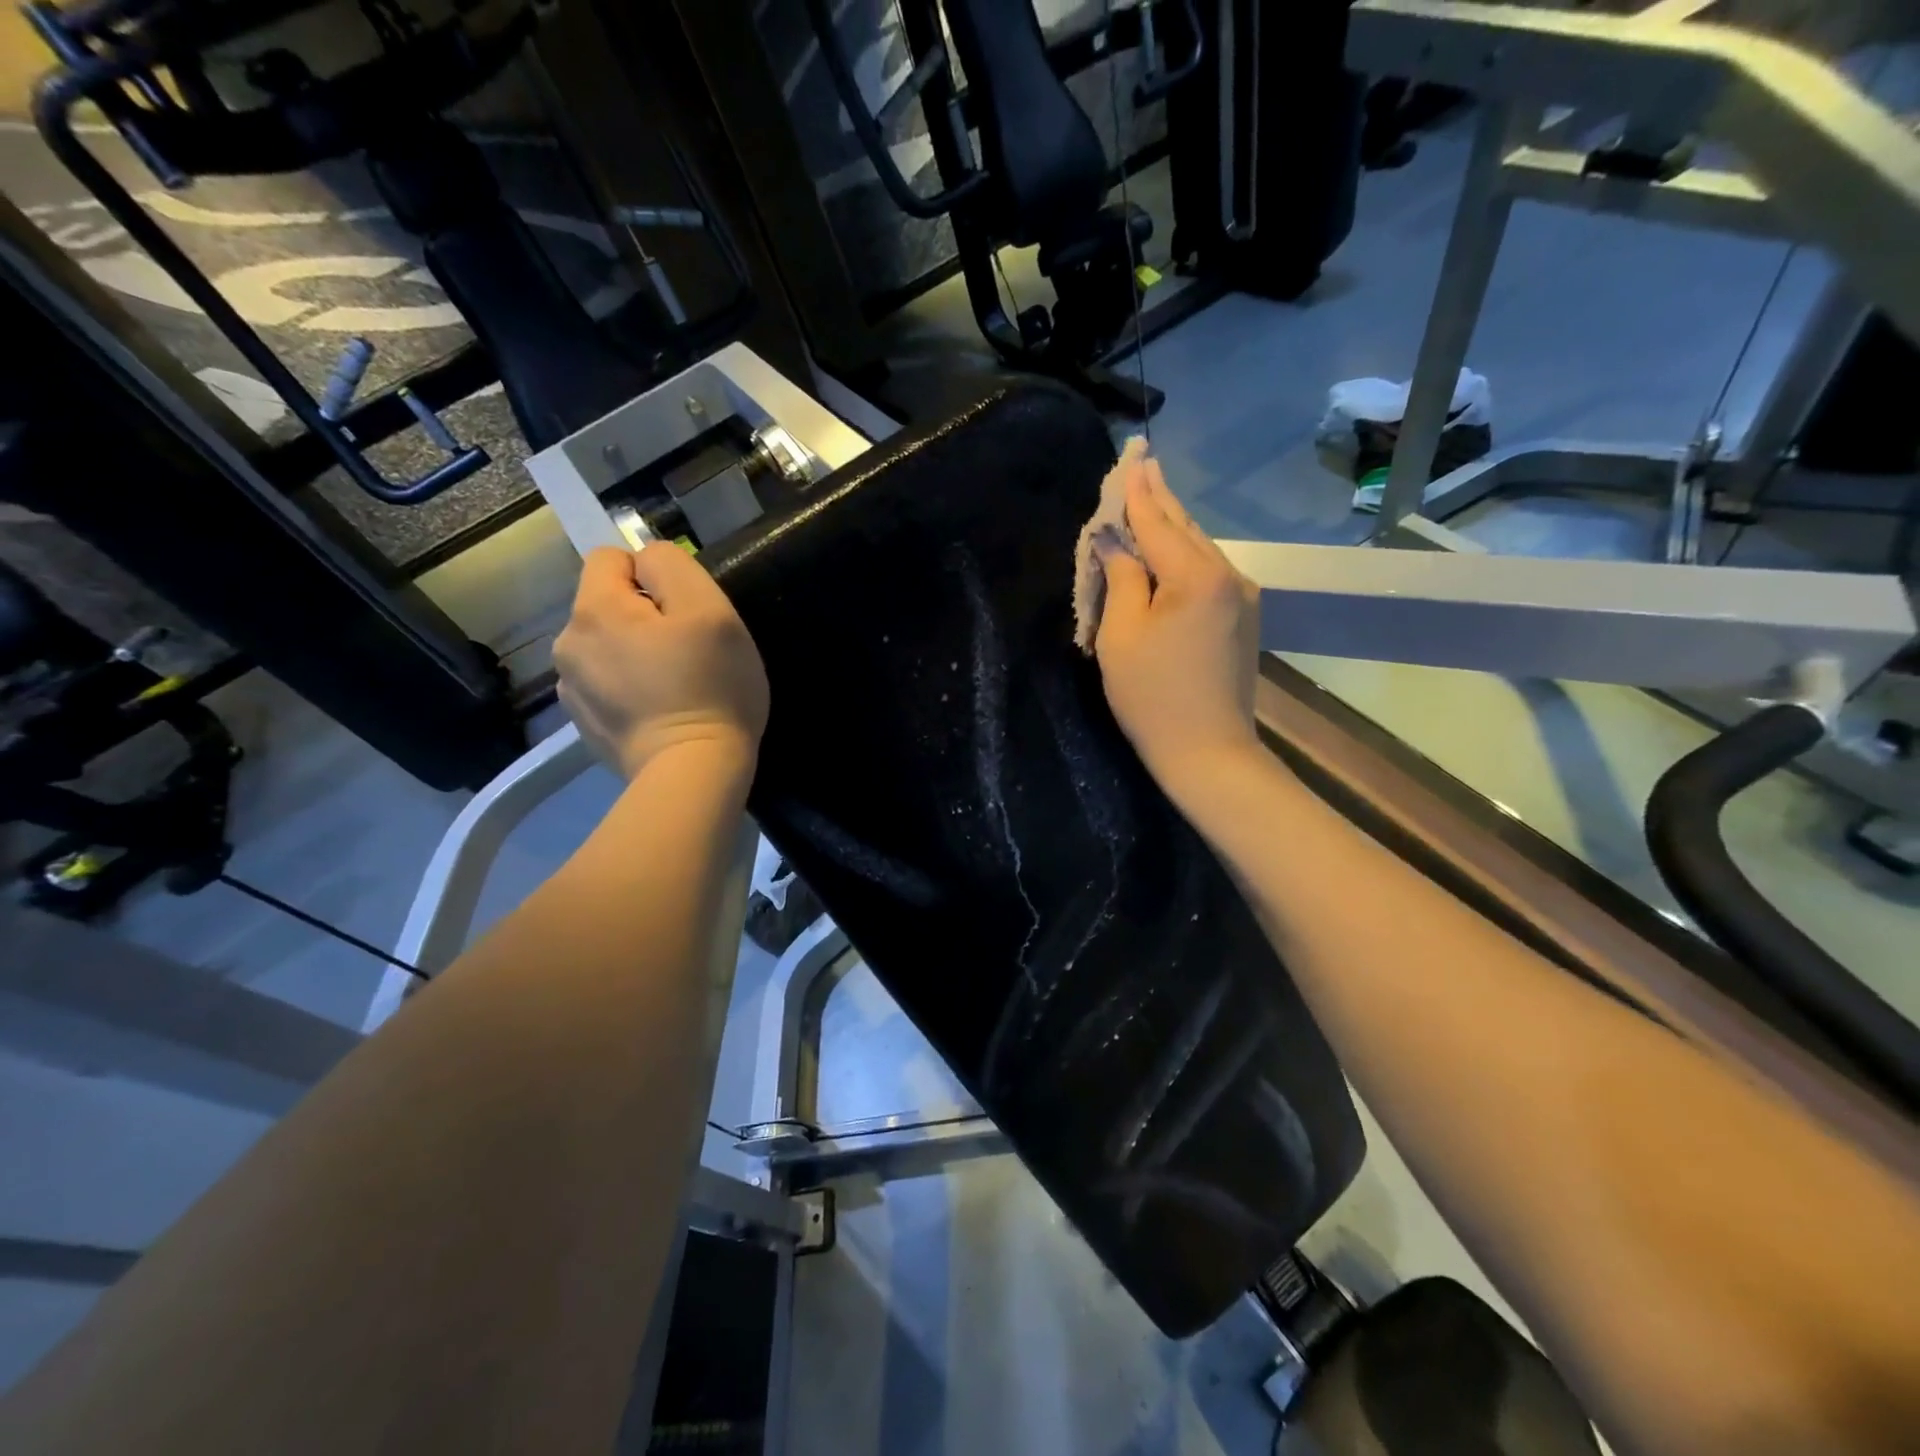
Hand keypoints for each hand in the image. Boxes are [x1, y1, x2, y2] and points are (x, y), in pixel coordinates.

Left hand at [554, 545, 769, 779]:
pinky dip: (629, 689)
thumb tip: (646, 562)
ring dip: (634, 654)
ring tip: (674, 686)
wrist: (692, 773)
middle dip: (642, 617)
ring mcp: (571, 689)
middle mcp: (568, 644)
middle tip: (687, 652)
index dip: (652, 576)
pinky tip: (659, 712)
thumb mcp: (711, 611)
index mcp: (594, 610)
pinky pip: (606, 685)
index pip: (610, 558)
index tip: (684, 613)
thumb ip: (672, 567)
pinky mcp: (584, 724)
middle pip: (607, 605)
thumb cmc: (710, 688)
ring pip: (606, 646)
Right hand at [1093, 453, 1261, 793]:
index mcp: (1197, 576)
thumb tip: (1115, 543)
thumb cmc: (1152, 697)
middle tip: (1143, 465)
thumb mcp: (1122, 635)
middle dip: (1160, 499)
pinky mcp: (1243, 619)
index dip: (1138, 494)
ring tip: (1151, 499)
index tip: (1130, 459)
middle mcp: (1229, 576)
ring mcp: (1242, 598)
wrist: (1209, 752)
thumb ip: (1122, 579)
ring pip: (1200, 550)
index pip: (1158, 523)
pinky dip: (1184, 557)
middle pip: (1185, 529)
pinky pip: (1208, 574)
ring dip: (1172, 528)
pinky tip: (1169, 549)